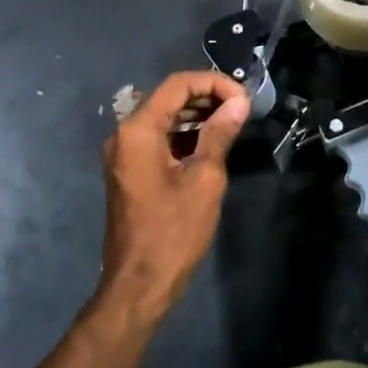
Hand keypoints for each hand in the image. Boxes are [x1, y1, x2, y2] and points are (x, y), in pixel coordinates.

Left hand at [95, 70, 249, 324]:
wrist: (139, 284)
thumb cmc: (173, 231)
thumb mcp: (204, 178)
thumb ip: (220, 134)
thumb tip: (239, 102)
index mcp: (138, 130)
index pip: (177, 85)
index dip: (213, 82)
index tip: (244, 98)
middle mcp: (124, 134)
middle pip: (168, 98)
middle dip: (206, 96)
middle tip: (242, 108)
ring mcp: (124, 153)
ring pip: (163, 117)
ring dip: (197, 114)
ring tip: (233, 121)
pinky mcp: (129, 171)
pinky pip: (157, 139)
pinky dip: (184, 134)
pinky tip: (211, 142)